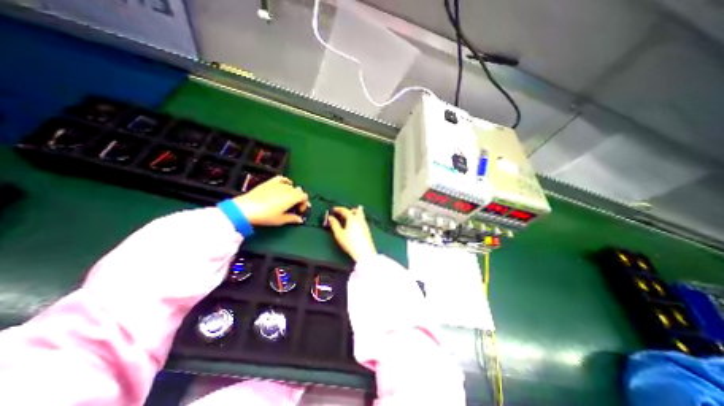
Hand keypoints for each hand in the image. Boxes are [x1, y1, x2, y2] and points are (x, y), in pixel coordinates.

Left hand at [233, 175, 308, 223]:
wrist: (246, 209)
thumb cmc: (265, 216)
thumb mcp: (280, 220)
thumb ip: (292, 219)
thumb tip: (300, 219)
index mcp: (292, 197)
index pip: (304, 197)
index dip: (304, 204)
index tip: (299, 211)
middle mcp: (287, 189)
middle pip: (299, 191)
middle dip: (299, 199)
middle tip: (295, 207)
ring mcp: (278, 184)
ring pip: (291, 186)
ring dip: (293, 192)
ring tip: (288, 199)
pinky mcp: (270, 182)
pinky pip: (282, 179)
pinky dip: (286, 181)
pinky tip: (285, 185)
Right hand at [328, 206, 376, 262]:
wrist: (364, 252)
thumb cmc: (350, 243)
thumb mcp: (339, 234)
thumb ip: (334, 224)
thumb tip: (330, 218)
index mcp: (352, 218)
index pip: (345, 210)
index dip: (339, 209)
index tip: (334, 209)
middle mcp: (360, 220)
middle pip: (356, 210)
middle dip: (350, 210)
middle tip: (343, 213)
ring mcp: (365, 225)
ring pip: (361, 215)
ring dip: (354, 215)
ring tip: (348, 219)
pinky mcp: (367, 230)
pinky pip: (362, 221)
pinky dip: (357, 220)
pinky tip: (354, 226)